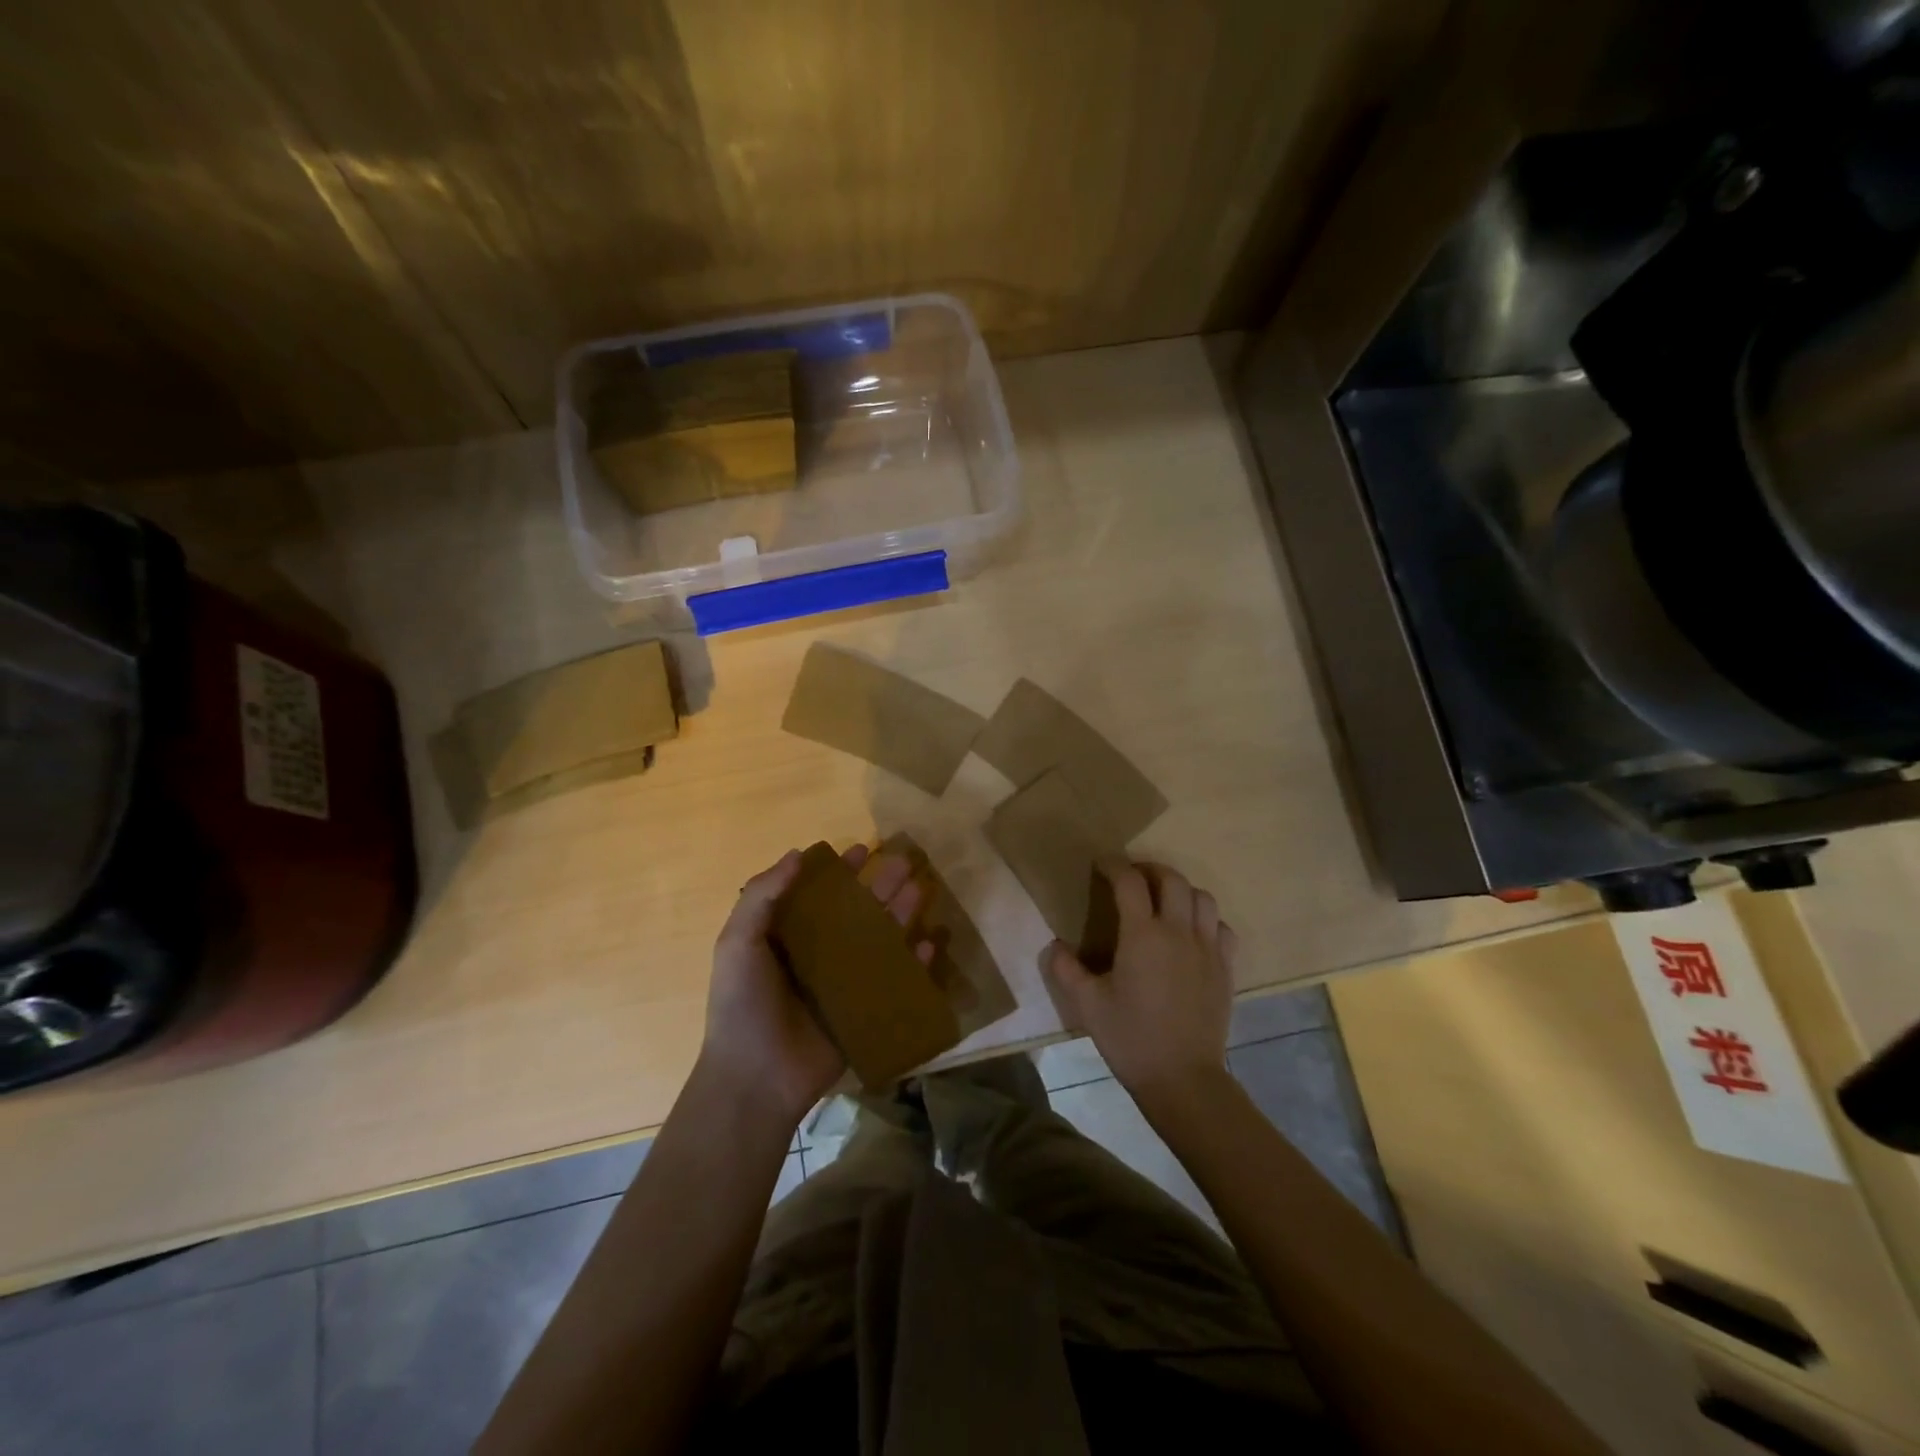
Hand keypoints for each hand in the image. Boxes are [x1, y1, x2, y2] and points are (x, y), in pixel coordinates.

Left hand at [702, 844, 927, 1128]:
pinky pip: (895, 981)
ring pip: (880, 940)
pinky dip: (914, 963)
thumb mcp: (738, 943)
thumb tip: (797, 854)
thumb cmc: (743, 1005)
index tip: (863, 849)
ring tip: (921, 891)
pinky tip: (930, 944)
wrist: (756, 1078)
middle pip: (856, 912)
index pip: (819, 894)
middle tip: (905, 862)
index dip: (840, 871)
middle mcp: (818, 954)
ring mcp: (844, 983)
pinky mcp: (864, 1010)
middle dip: (881, 886)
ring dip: (901, 914)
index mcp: (787, 937)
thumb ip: (762, 896)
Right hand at [1044, 861, 1239, 1107]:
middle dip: (1150, 869)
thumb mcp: (1087, 1005)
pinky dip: (1206, 919)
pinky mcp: (1226, 968)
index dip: (1114, 865)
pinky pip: (1221, 927)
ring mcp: (1207, 948)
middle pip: (1172, 879)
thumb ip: (1067, 970)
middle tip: (1133, 877)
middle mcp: (1178, 931)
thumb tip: (1055, 946)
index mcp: (1142, 935)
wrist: (1183, 1079)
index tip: (1102, 864)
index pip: (1129, 881)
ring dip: (1181, 890)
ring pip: (1202, 897)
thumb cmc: (1131, 1039)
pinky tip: (1192, 933)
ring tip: (1164, 900)